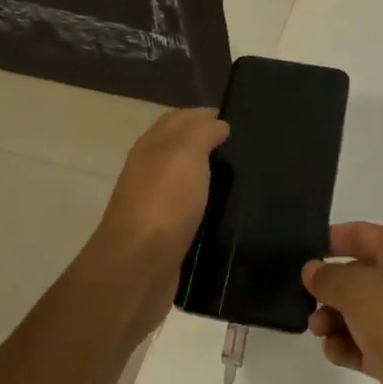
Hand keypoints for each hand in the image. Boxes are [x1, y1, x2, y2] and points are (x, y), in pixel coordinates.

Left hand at [90, 108, 228, 341]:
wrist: (138, 268)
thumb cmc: (163, 202)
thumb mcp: (185, 154)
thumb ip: (202, 134)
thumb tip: (218, 124)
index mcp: (151, 147)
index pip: (177, 119)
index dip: (203, 115)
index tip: (235, 119)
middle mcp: (149, 172)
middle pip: (179, 149)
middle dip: (207, 143)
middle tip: (244, 147)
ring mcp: (155, 205)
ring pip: (185, 180)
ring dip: (208, 175)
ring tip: (244, 177)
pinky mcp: (166, 235)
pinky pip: (190, 210)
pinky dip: (207, 205)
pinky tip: (228, 210)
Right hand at [302, 222, 382, 383]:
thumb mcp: (357, 288)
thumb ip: (329, 277)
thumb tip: (312, 270)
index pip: (361, 234)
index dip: (332, 239)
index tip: (299, 250)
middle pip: (358, 274)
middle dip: (329, 286)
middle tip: (301, 298)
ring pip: (359, 312)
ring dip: (334, 319)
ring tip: (317, 329)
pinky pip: (365, 344)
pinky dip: (347, 346)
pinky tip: (333, 352)